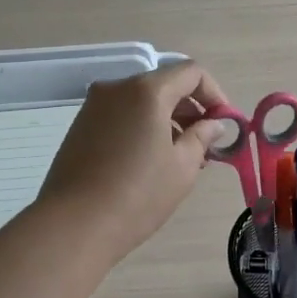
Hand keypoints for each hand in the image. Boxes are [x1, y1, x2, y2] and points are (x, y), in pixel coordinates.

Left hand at [37, 60, 230, 264]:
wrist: (73, 225)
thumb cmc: (138, 194)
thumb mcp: (182, 167)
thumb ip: (202, 137)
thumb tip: (213, 124)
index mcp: (147, 91)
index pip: (191, 72)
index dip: (214, 94)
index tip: (223, 124)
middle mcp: (117, 88)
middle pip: (164, 84)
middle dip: (190, 109)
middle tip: (205, 145)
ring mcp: (94, 106)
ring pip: (141, 101)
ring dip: (166, 120)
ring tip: (179, 158)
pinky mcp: (80, 126)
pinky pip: (121, 115)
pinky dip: (142, 127)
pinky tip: (148, 161)